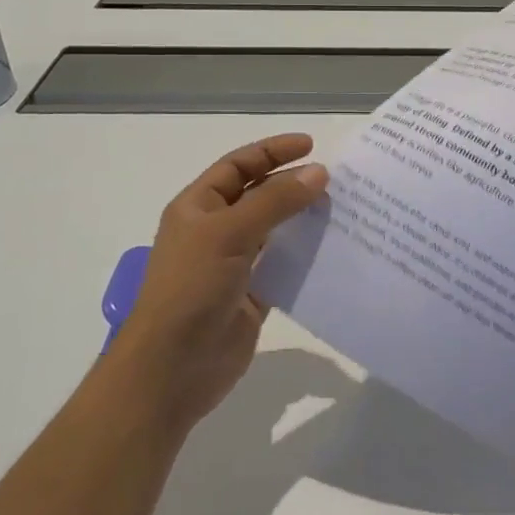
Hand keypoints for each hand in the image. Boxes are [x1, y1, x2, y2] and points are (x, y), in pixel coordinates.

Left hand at [109, 134, 328, 441]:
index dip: (272, 152)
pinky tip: (335, 250)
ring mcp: (234, 265)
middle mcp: (216, 231)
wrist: (172, 369)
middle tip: (337, 179)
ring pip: (276, 231)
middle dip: (293, 183)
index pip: (238, 166)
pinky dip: (307, 257)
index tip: (312, 146)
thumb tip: (319, 173)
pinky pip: (285, 267)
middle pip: (259, 195)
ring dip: (304, 219)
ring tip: (342, 209)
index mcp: (199, 207)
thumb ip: (275, 201)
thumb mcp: (229, 233)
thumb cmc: (191, 289)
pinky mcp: (253, 296)